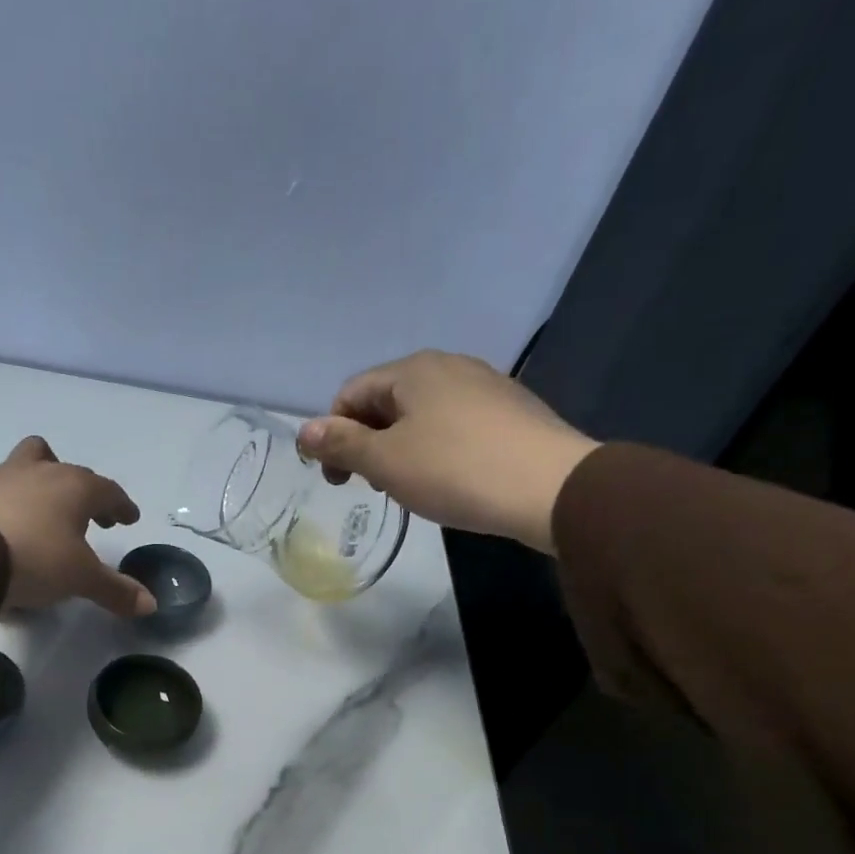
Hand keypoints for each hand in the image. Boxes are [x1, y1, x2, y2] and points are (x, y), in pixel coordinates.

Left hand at [0, 437, 156, 616]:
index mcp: (74, 486)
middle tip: (89, 517)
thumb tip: (151, 605)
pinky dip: (9, 503)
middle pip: (67, 468)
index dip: (121, 505)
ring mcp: (1, 478)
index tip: (128, 518)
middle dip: (82, 491)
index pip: (108, 490)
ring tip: (43, 514)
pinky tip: (8, 528)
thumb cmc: (36, 559)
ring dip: (40, 484)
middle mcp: (40, 472)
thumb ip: (115, 590)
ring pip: (27, 464)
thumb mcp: (81, 579)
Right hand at [295, 350, 598, 552]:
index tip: (339, 480)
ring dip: (399, 448)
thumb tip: (303, 431)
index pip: (350, 394)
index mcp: (413, 370)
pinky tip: (447, 480)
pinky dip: (435, 449)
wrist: (551, 487)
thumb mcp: (385, 462)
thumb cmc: (455, 470)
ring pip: (420, 415)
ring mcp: (484, 385)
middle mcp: (448, 366)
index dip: (333, 436)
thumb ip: (341, 444)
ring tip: (408, 487)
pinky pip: (453, 425)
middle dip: (367, 442)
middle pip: (385, 402)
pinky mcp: (509, 411)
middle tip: (371, 485)